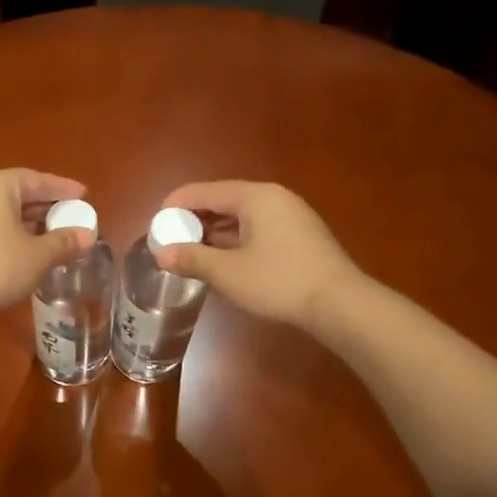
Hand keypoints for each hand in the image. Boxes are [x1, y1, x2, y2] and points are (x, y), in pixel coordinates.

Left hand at [0, 169, 93, 323]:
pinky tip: (23, 253)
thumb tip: (88, 235)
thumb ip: (64, 242)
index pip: (37, 179)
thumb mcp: (37, 256)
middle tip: (71, 218)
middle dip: (46, 207)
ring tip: (52, 238)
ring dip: (28, 224)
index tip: (84, 196)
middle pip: (17, 194)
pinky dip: (9, 235)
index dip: (63, 189)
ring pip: (2, 213)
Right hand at [157, 180, 363, 330]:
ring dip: (215, 232)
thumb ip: (191, 258)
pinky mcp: (300, 236)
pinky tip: (224, 261)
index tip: (156, 224)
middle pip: (223, 201)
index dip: (176, 205)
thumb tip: (162, 253)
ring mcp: (291, 216)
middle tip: (172, 241)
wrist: (340, 304)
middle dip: (194, 220)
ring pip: (241, 217)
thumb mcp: (227, 272)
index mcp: (255, 197)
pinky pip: (258, 229)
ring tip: (192, 253)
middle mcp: (274, 198)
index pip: (204, 191)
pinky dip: (235, 240)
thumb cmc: (279, 281)